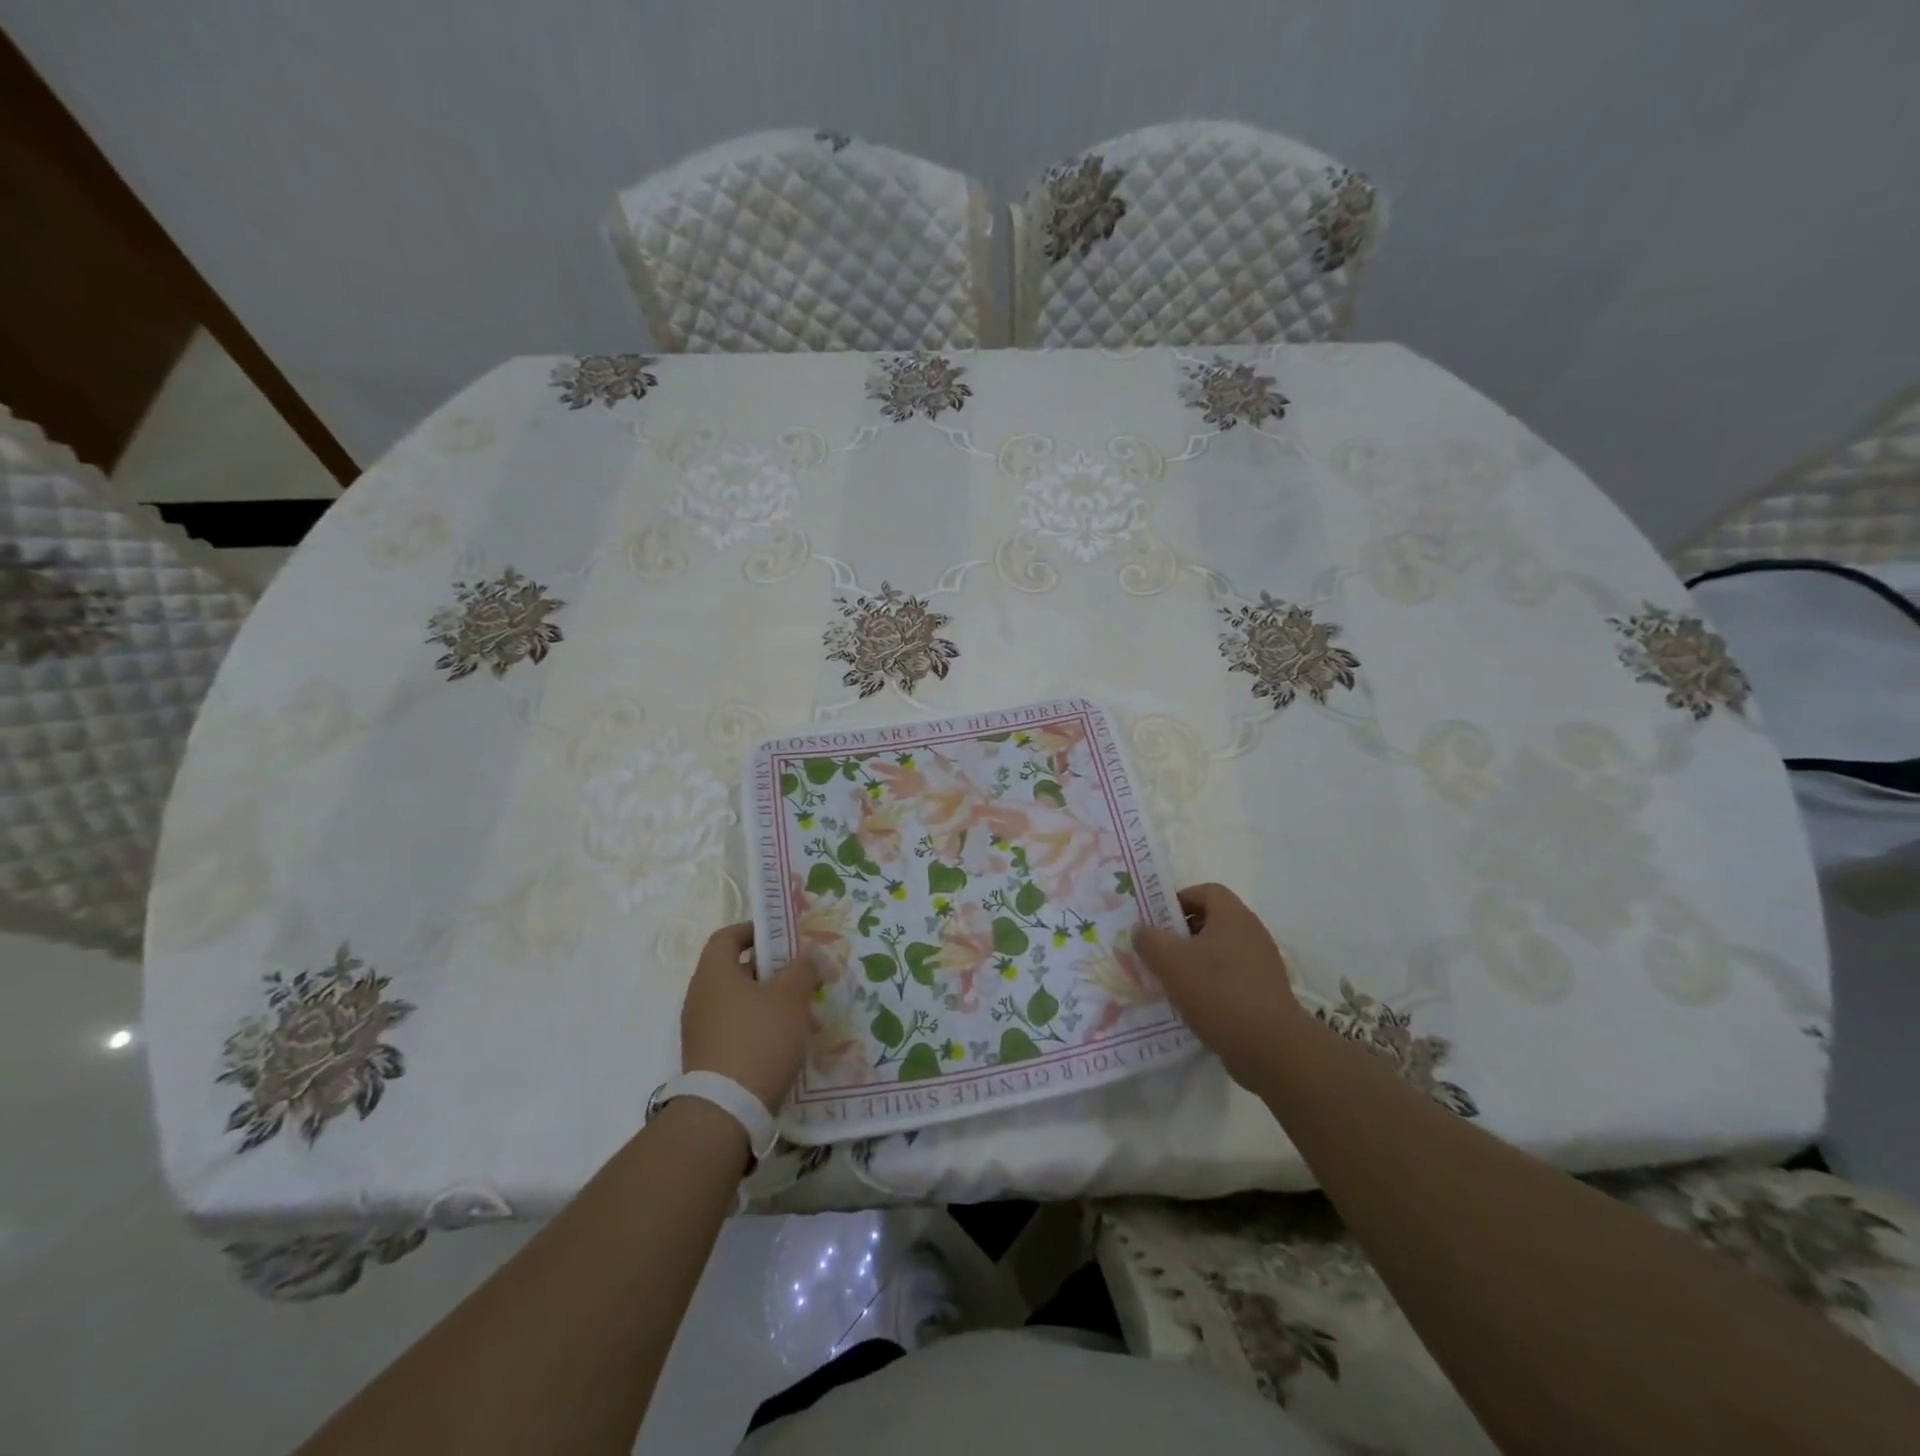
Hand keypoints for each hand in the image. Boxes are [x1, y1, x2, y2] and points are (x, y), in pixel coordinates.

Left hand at [680, 924, 819, 1112]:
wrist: (726, 1111)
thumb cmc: (759, 1039)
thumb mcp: (790, 997)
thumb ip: (803, 969)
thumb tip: (809, 955)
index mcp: (714, 974)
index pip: (727, 937)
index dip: (755, 930)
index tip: (784, 937)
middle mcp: (702, 998)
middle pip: (738, 971)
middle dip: (775, 971)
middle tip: (805, 976)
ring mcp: (703, 1031)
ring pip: (743, 1003)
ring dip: (774, 1003)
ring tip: (808, 1015)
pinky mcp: (711, 1058)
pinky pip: (740, 1030)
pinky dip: (764, 1028)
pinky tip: (791, 1043)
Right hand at [1134, 883, 1306, 1089]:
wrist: (1269, 1047)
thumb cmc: (1217, 992)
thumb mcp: (1170, 962)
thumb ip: (1149, 940)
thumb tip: (1141, 929)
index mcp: (1233, 916)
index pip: (1205, 890)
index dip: (1179, 899)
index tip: (1157, 920)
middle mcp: (1252, 932)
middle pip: (1213, 920)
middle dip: (1182, 932)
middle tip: (1158, 950)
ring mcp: (1262, 963)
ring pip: (1221, 950)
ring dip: (1195, 959)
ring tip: (1171, 980)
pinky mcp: (1266, 991)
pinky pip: (1232, 975)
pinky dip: (1212, 982)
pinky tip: (1194, 1003)